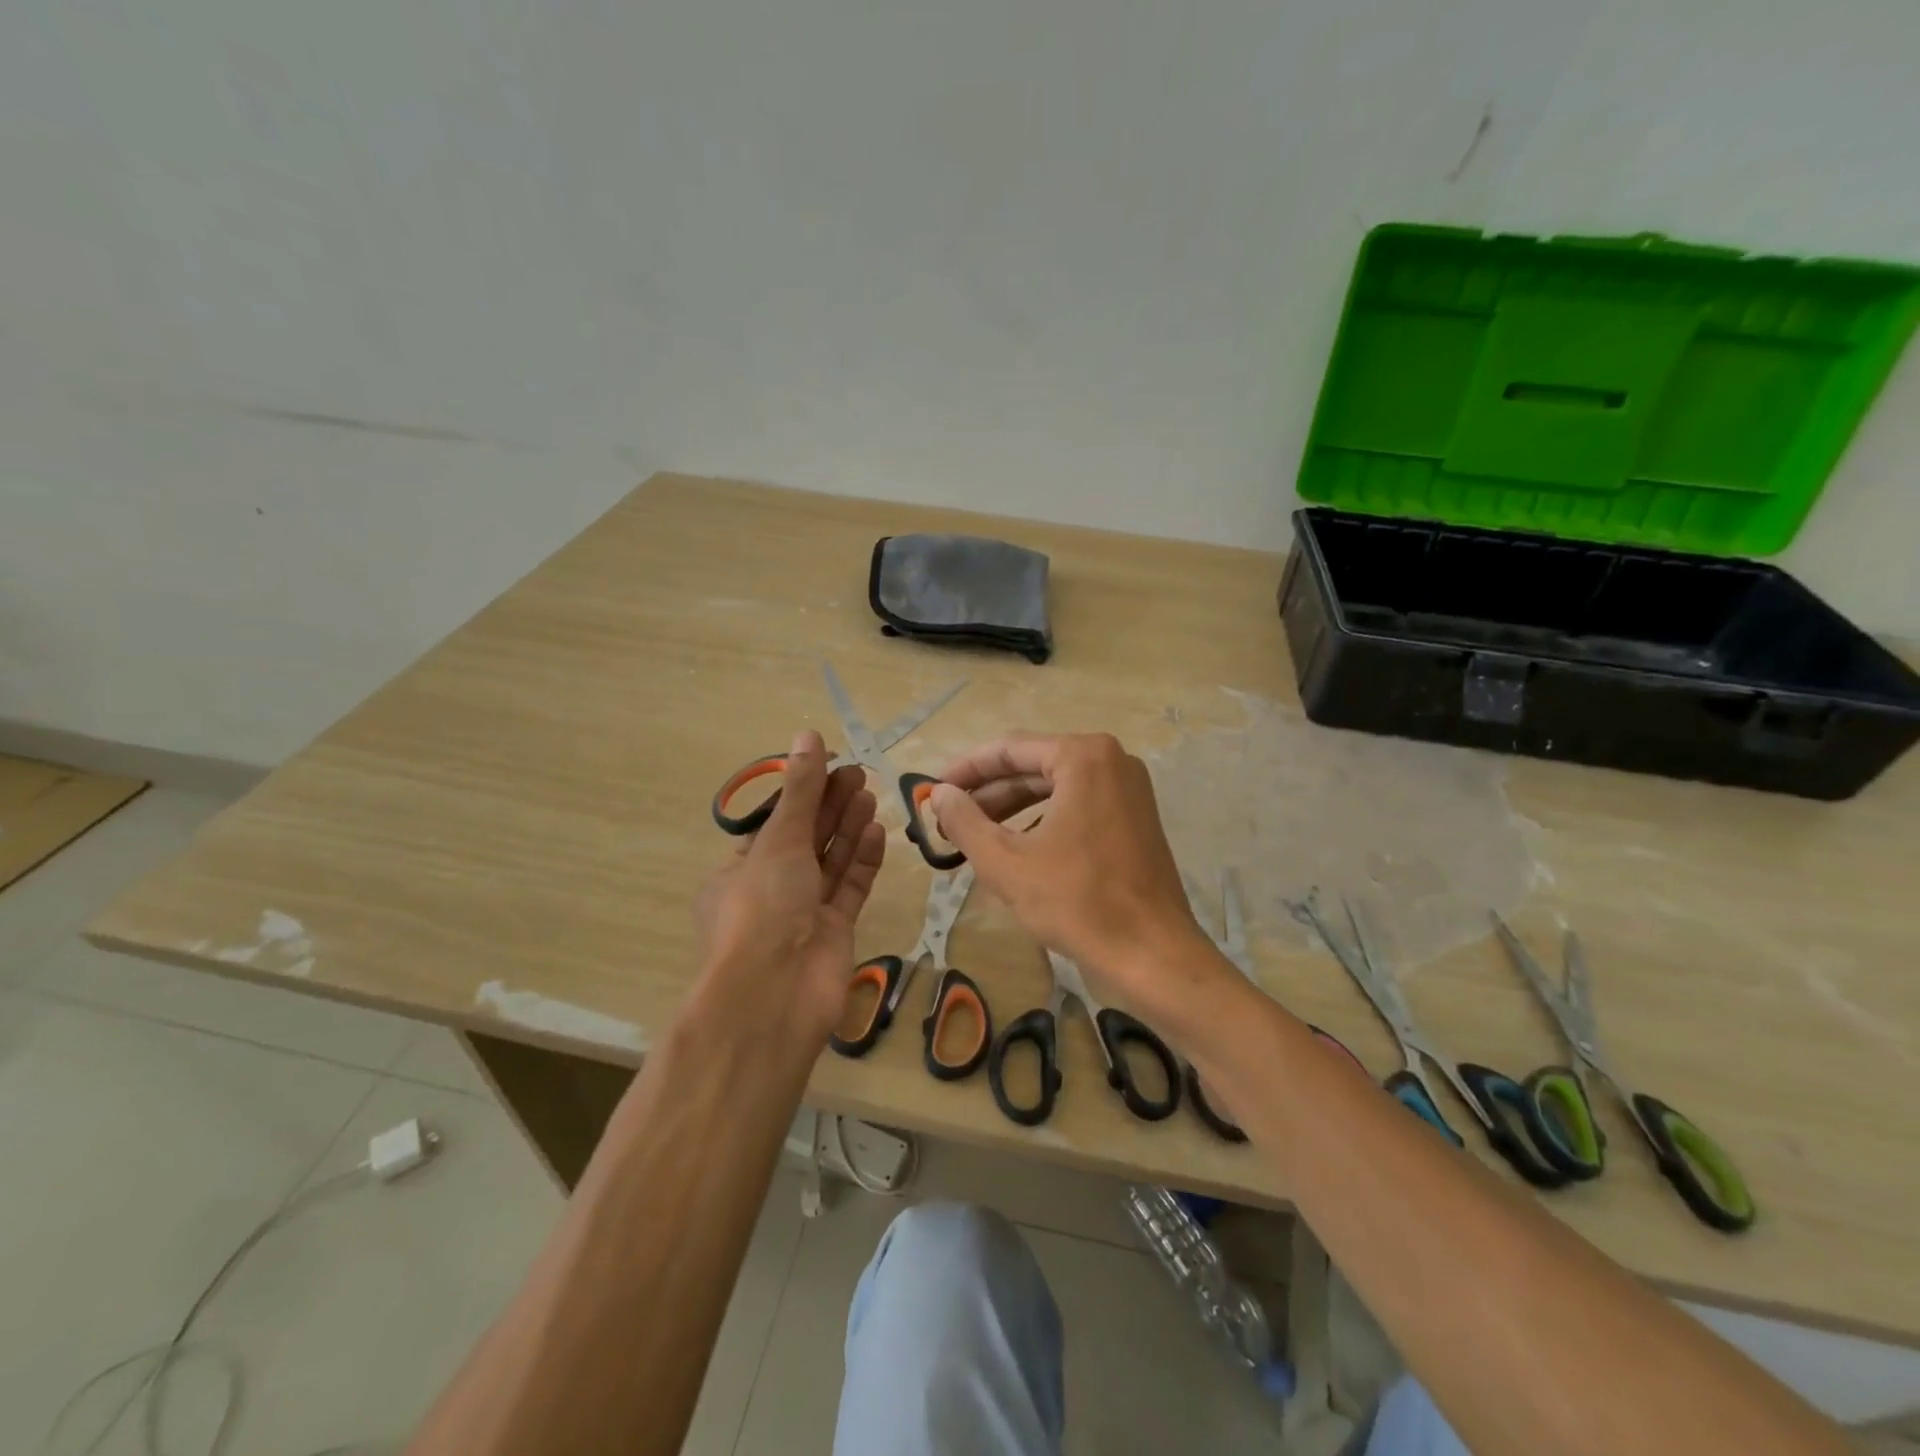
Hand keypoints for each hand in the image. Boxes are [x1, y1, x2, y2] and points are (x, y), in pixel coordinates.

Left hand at [695, 730, 885, 1041]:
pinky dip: (861, 859)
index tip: (829, 765)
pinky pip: (848, 887)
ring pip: (829, 861)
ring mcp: (802, 913)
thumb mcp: (779, 840)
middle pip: (805, 838)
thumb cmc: (763, 907)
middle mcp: (769, 890)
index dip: (801, 793)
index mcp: (739, 870)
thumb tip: (809, 734)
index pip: (773, 823)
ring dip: (847, 827)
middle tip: (858, 773)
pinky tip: (876, 830)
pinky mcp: (833, 931)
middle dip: (829, 805)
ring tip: (869, 793)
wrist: (775, 994)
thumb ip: (801, 788)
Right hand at [928, 732, 1218, 1009]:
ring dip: (1013, 807)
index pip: (1009, 749)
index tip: (934, 790)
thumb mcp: (1006, 862)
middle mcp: (1111, 760)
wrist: (1152, 954)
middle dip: (989, 792)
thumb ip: (965, 821)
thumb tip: (939, 794)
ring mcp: (1129, 789)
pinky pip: (1078, 804)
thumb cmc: (1077, 902)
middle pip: (1034, 765)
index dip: (966, 769)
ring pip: (1056, 787)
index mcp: (1083, 757)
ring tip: (975, 834)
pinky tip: (1019, 847)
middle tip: (949, 817)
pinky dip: (1044, 819)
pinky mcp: (1136, 818)